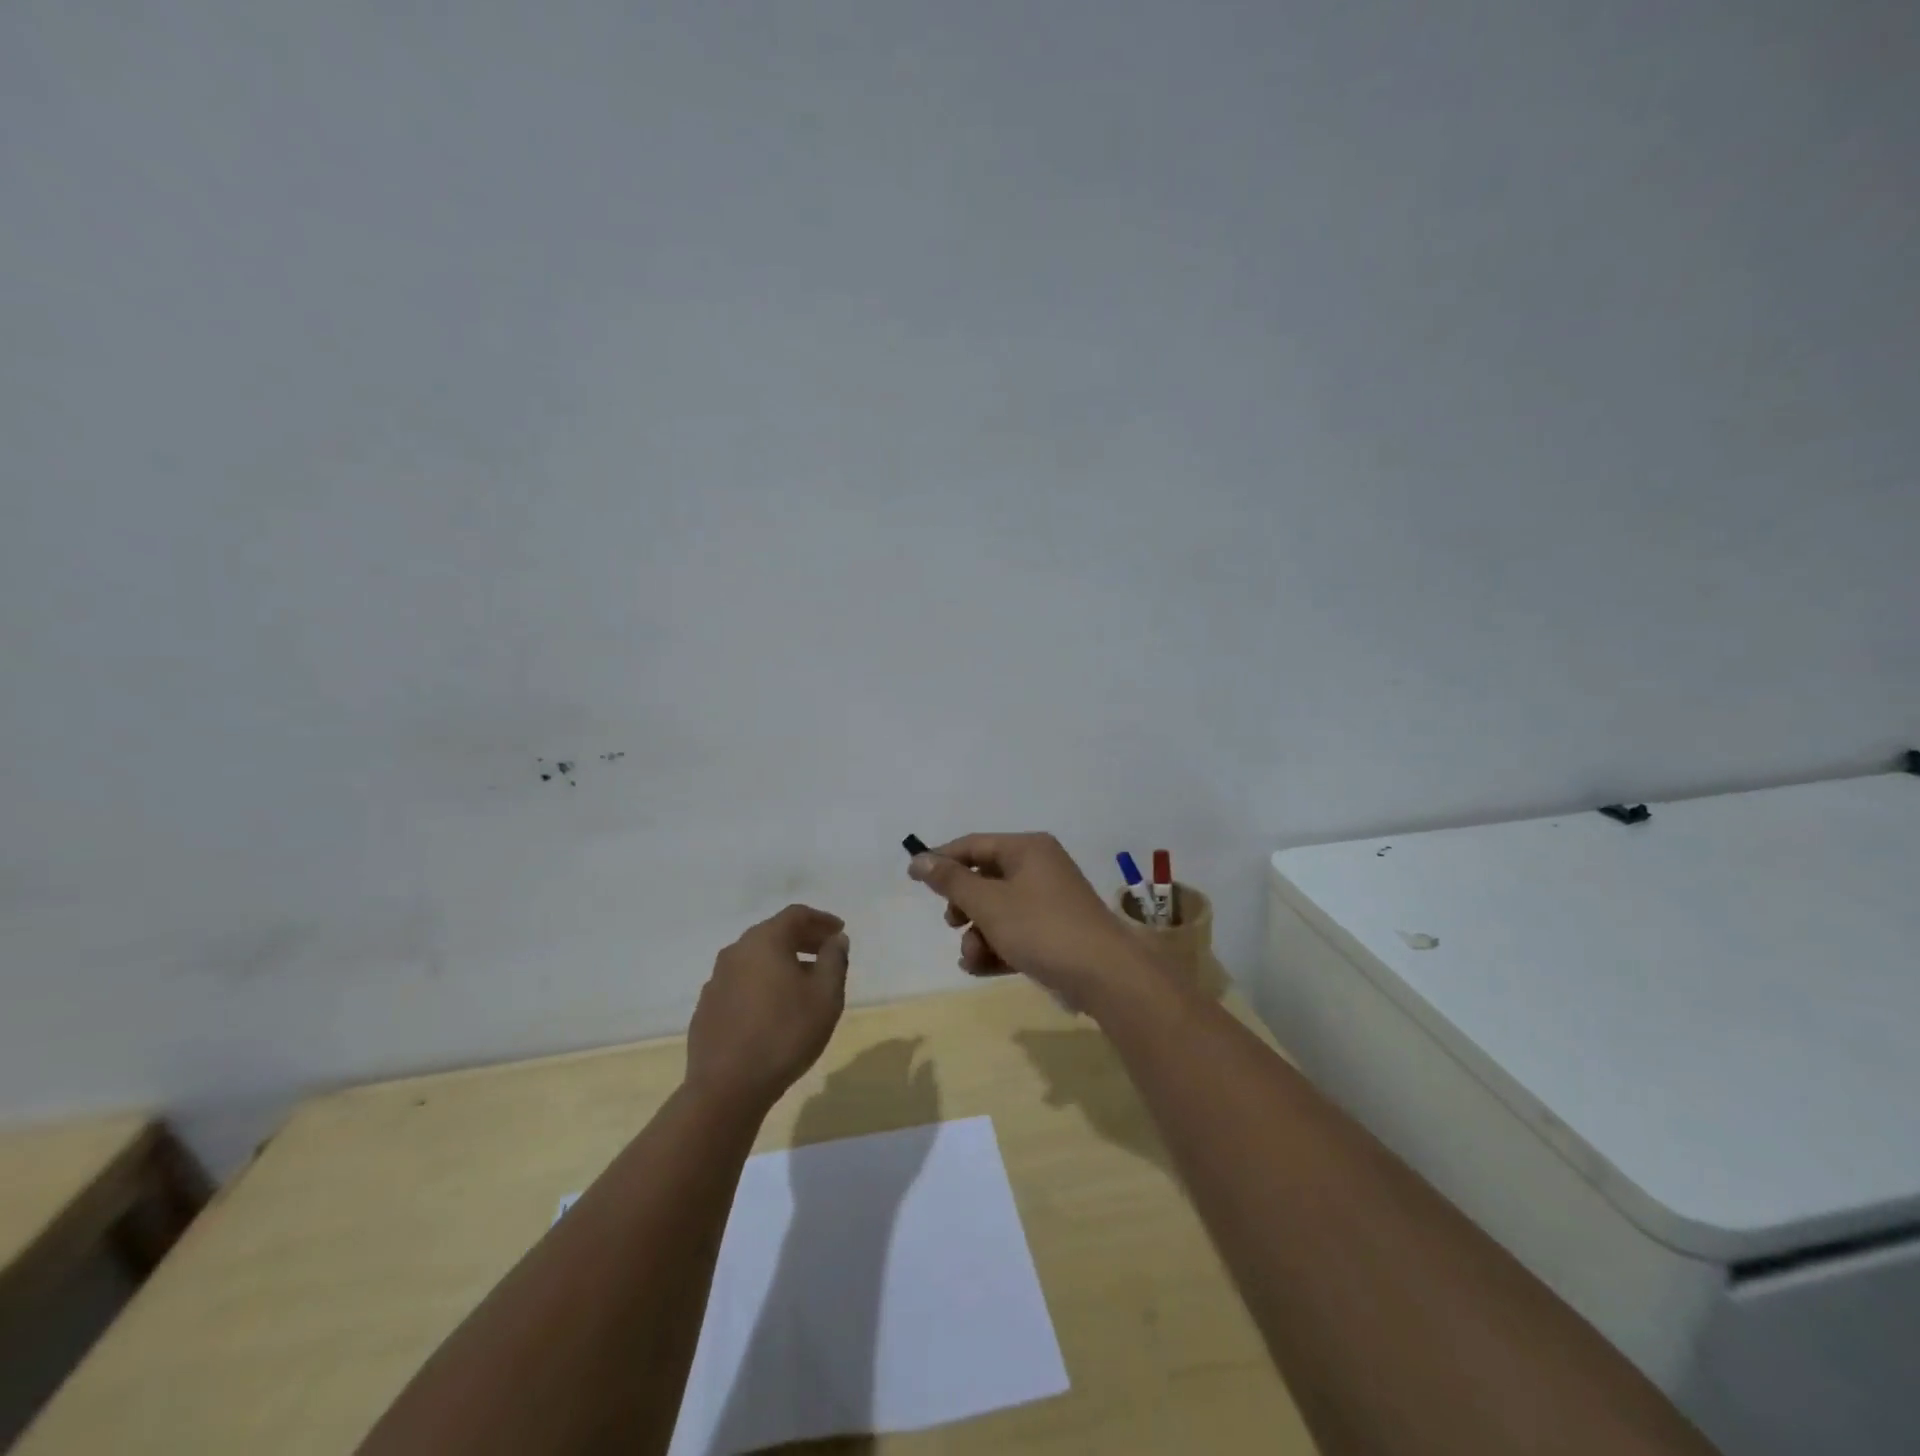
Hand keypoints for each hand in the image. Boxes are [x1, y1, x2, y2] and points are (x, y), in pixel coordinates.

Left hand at [685, 905, 849, 1111]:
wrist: (726, 1087)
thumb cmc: (785, 1034)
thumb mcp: (826, 996)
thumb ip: (834, 960)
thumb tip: (836, 939)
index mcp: (764, 941)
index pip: (796, 915)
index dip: (822, 920)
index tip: (840, 932)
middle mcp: (736, 951)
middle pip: (774, 933)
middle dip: (803, 939)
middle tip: (826, 953)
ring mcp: (716, 980)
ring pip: (755, 959)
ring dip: (782, 962)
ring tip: (803, 983)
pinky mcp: (707, 1007)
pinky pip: (741, 983)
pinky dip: (762, 983)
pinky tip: (773, 1008)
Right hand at [908, 833, 1157, 1007]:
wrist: (1104, 975)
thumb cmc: (1041, 928)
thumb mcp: (989, 903)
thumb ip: (952, 881)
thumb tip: (919, 858)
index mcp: (1027, 849)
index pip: (974, 845)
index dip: (941, 859)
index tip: (912, 878)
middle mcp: (1039, 868)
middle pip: (985, 879)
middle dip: (963, 906)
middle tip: (952, 923)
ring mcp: (1049, 902)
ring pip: (998, 910)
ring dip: (978, 934)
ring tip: (973, 956)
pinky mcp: (1055, 933)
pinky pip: (1015, 932)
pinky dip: (997, 947)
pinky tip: (982, 967)